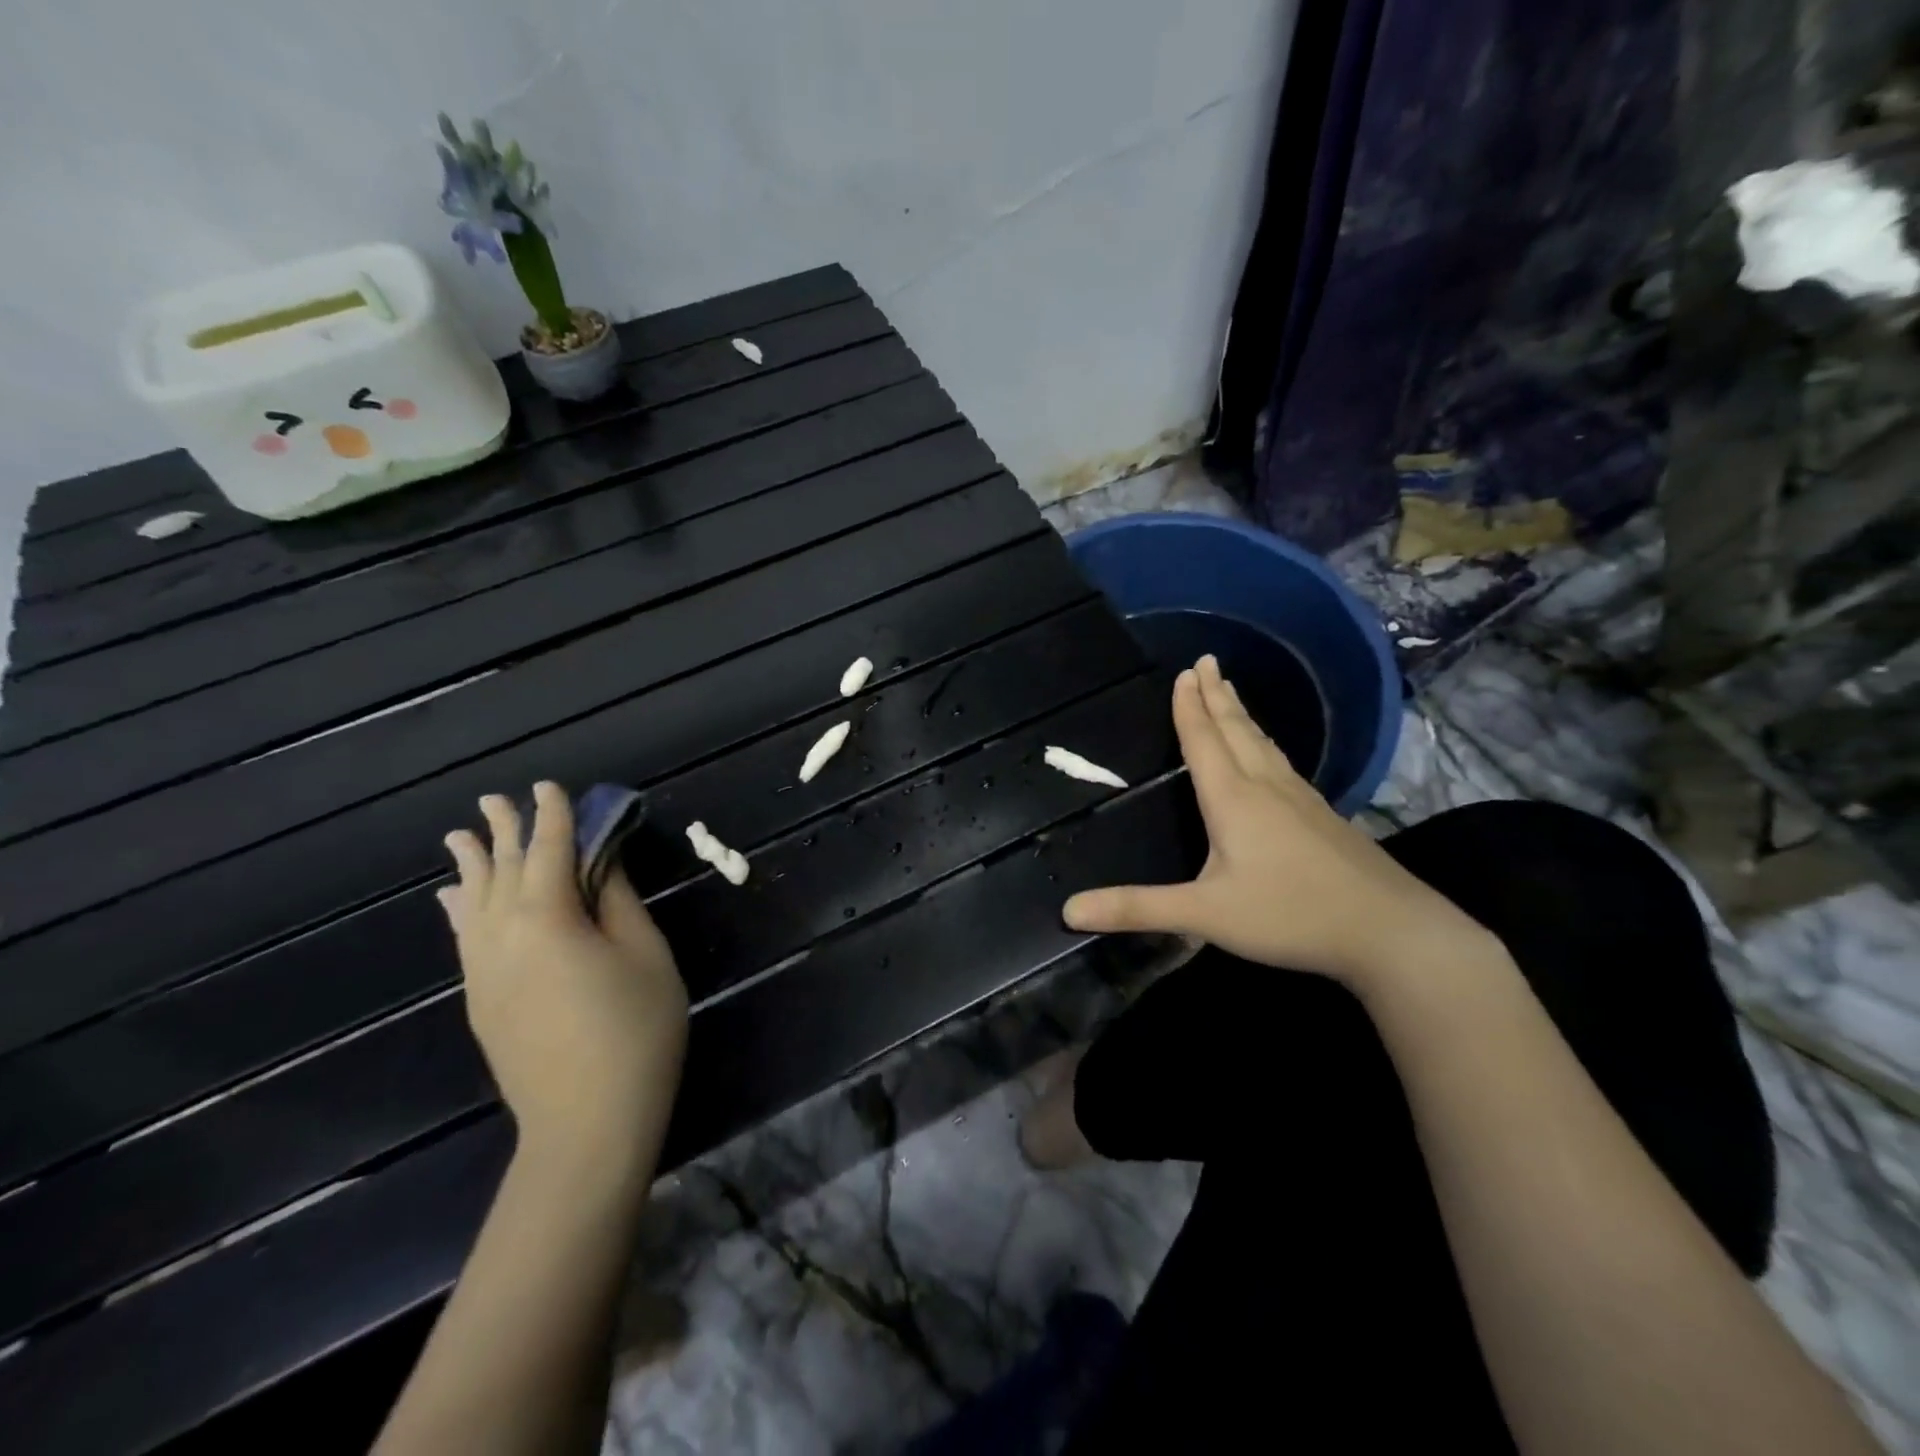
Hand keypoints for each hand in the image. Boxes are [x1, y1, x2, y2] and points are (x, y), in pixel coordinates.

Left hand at [440, 782, 687, 1176]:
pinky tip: (453, 899)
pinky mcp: (481, 1000)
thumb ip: (618, 902)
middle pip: (502, 871)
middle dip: (503, 832)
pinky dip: (459, 910)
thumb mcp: (646, 955)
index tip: (549, 786)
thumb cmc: (635, 1030)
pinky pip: (464, 939)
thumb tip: (601, 863)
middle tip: (495, 799)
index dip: (553, 817)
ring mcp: (484, 972)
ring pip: (473, 904)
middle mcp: (503, 937)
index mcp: (549, 919)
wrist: (585, 1123)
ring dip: (472, 866)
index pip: (550, 852)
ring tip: (462, 835)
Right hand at [1063, 656, 1493, 988]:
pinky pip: (1282, 764)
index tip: (1185, 671)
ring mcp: (1301, 799)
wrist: (1388, 931)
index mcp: (1233, 798)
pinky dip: (1265, 743)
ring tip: (1231, 693)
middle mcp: (1266, 787)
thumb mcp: (1204, 915)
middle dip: (1217, 696)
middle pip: (1236, 730)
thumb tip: (1068, 909)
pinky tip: (1271, 756)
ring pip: (1264, 744)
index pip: (1204, 741)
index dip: (1190, 707)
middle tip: (1207, 662)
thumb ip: (1138, 909)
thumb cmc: (1289, 915)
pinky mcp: (1324, 817)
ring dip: (1242, 715)